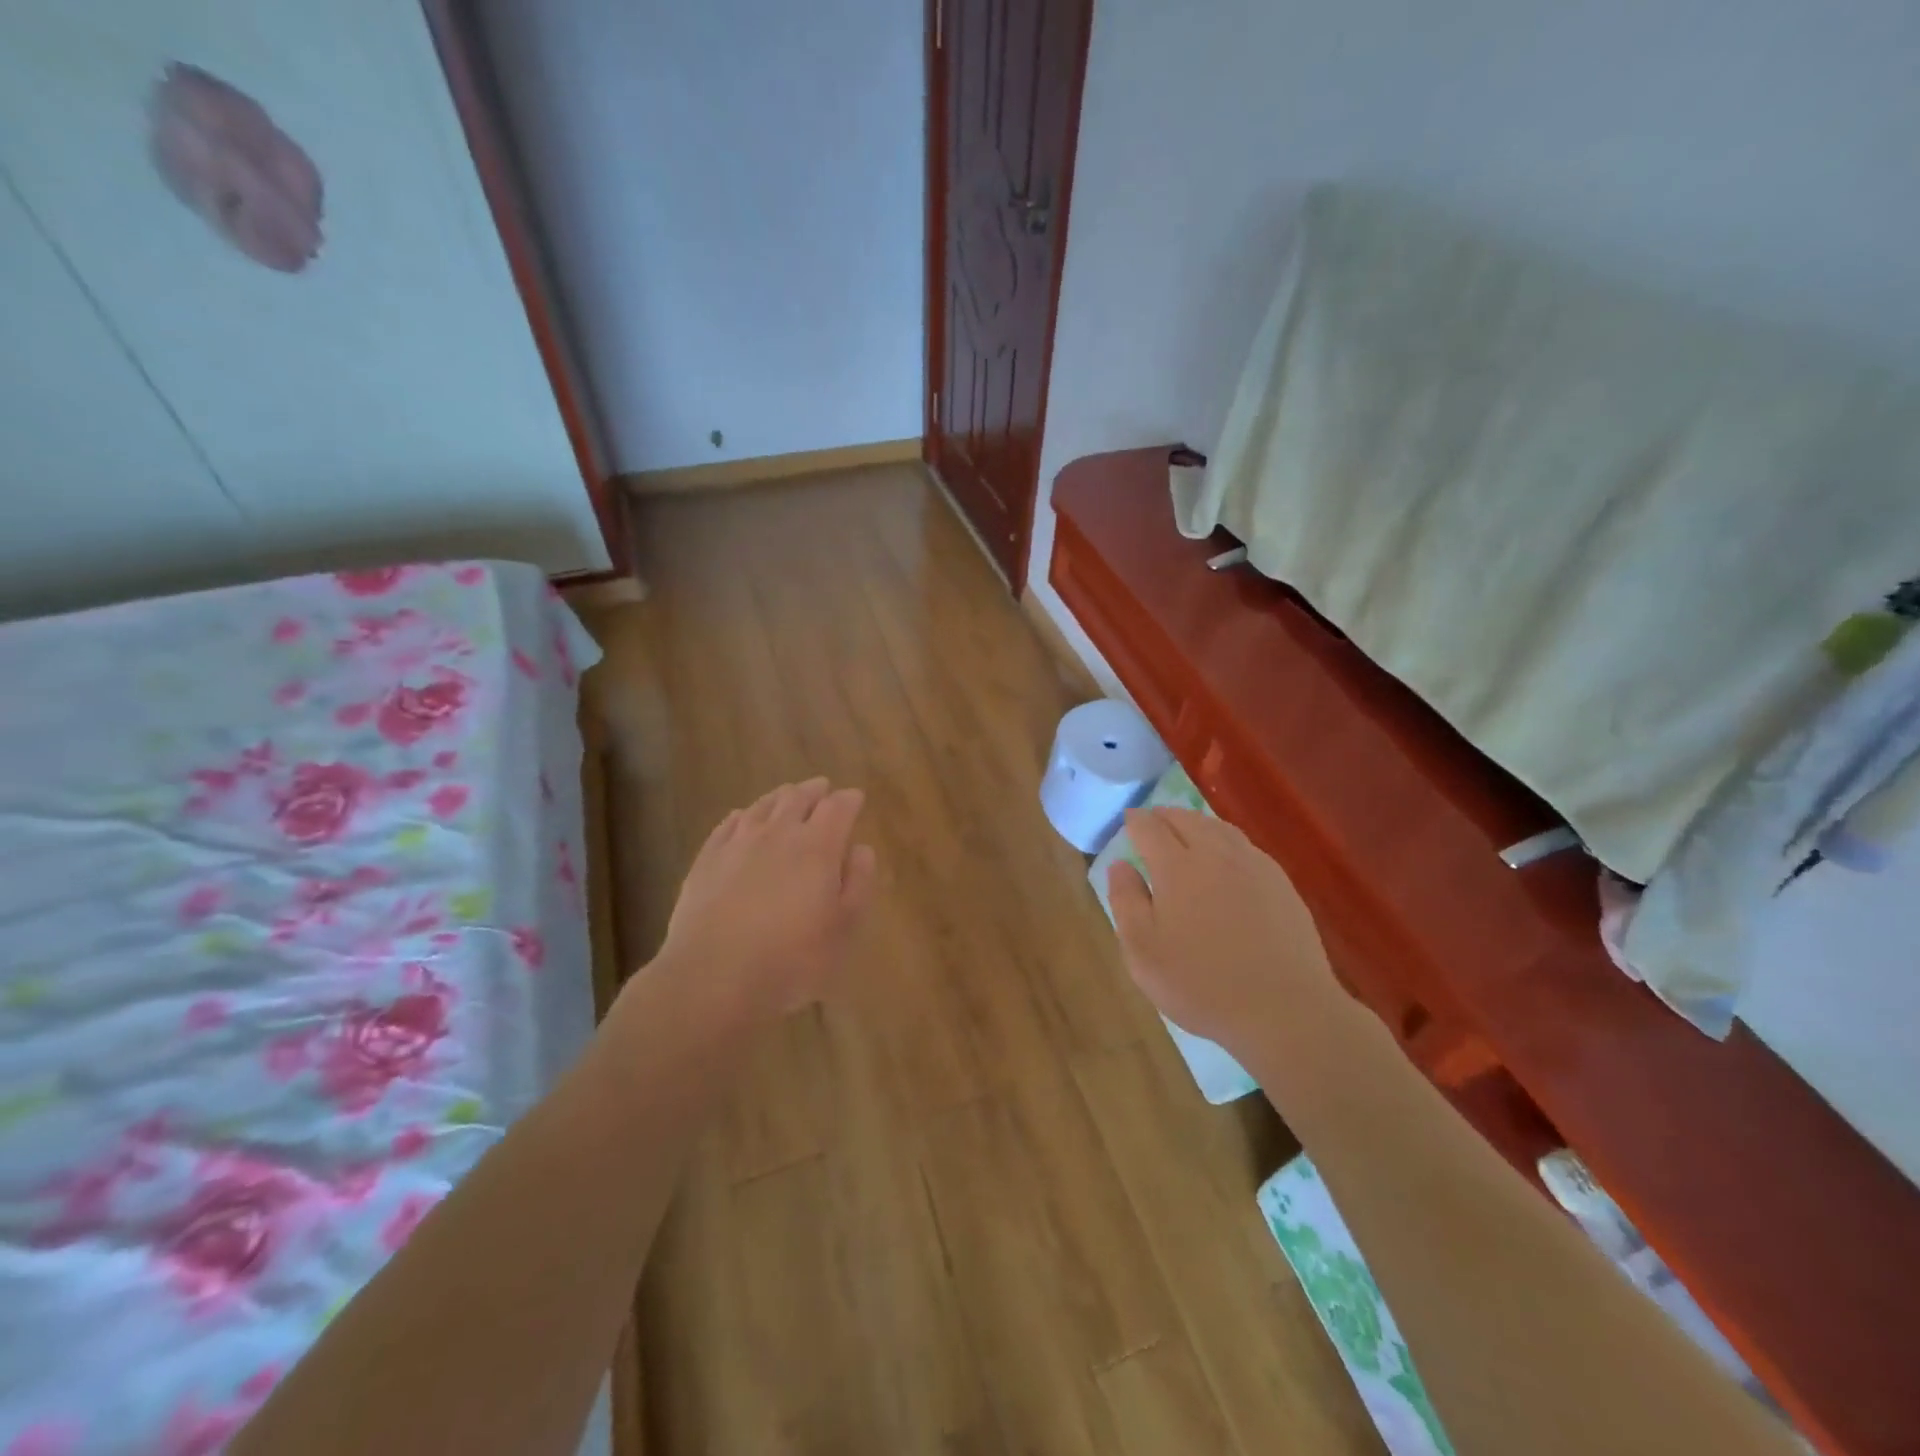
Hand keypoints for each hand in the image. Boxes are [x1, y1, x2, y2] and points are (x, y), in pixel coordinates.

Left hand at [653, 778, 876, 1022]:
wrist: (713, 976)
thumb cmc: (792, 958)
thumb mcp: (844, 928)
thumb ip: (858, 883)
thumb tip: (861, 849)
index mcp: (817, 846)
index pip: (838, 807)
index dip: (849, 800)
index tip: (856, 798)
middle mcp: (778, 833)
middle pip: (798, 797)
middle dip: (815, 791)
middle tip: (823, 788)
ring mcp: (738, 843)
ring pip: (763, 806)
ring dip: (780, 797)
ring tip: (788, 796)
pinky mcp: (706, 859)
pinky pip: (728, 824)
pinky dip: (743, 815)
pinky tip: (742, 818)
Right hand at [1107, 807, 1334, 1056]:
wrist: (1285, 1010)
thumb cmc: (1201, 984)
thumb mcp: (1143, 951)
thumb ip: (1126, 901)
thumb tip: (1120, 864)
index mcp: (1177, 866)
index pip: (1150, 827)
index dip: (1135, 821)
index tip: (1128, 821)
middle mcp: (1216, 854)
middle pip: (1186, 819)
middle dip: (1164, 816)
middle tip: (1152, 823)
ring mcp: (1254, 865)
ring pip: (1219, 828)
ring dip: (1196, 823)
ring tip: (1185, 832)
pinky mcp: (1281, 883)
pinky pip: (1245, 846)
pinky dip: (1225, 840)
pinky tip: (1225, 859)